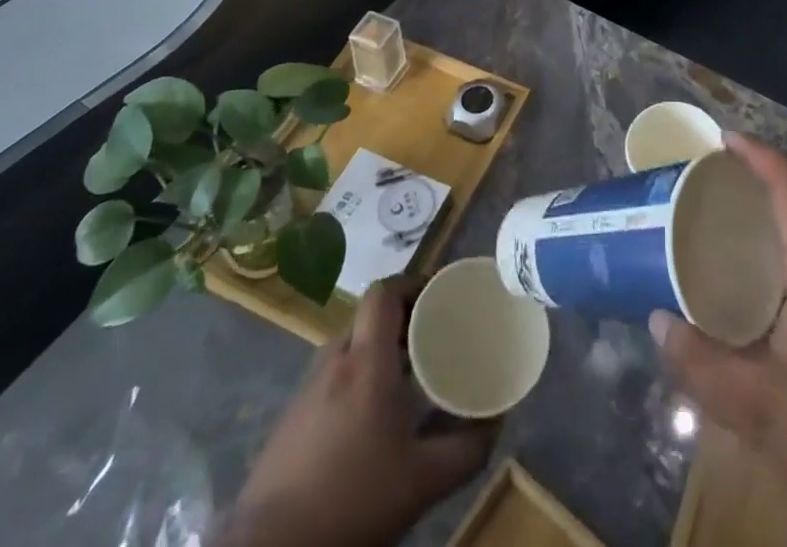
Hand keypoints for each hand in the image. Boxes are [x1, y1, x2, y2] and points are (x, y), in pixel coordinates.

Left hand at [225, 278, 495, 546]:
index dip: (412, 284)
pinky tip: (369, 418)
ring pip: (348, 347)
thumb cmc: (351, 503)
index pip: (384, 292)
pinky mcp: (289, 421)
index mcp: (366, 360)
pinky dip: (355, 377)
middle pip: (368, 317)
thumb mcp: (422, 482)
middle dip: (401, 319)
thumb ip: (466, 449)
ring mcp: (305, 392)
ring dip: (377, 349)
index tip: (440, 296)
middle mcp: (333, 362)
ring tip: (406, 376)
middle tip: (432, 336)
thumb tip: (497, 421)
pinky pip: (330, 377)